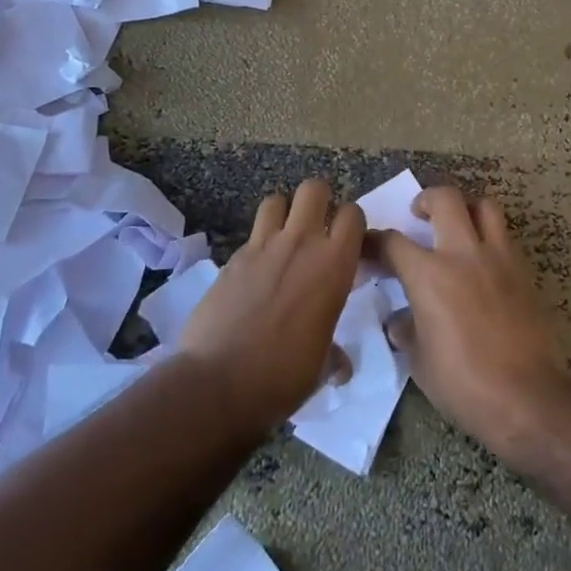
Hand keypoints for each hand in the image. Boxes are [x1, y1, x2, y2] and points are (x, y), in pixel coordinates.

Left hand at [178, 179, 363, 433]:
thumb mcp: (321, 368)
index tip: (349, 244)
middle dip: (319, 201)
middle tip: (317, 229)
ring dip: (284, 213)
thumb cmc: (283, 376)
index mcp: (334, 265)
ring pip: (277, 200)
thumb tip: (341, 364)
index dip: (352, 224)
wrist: (218, 382)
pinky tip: (256, 272)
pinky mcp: (232, 258)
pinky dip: (258, 245)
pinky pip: (251, 235)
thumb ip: (334, 355)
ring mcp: (263, 246)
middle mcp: (301, 244)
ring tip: (284, 239)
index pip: (353, 215)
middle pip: (315, 188)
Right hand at [370, 187, 570, 461]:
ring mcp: (498, 258)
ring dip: (466, 208)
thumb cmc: (464, 385)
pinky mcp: (523, 271)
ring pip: (484, 206)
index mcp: (429, 275)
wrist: (527, 397)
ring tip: (457, 226)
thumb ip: (407, 331)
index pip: (392, 241)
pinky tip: (482, 260)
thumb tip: (401, 320)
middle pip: (445, 199)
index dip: (374, 241)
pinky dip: (489, 236)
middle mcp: (462, 254)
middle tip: (418, 215)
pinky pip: (504, 236)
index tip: (368, 247)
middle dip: (426, 199)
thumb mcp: (420, 363)